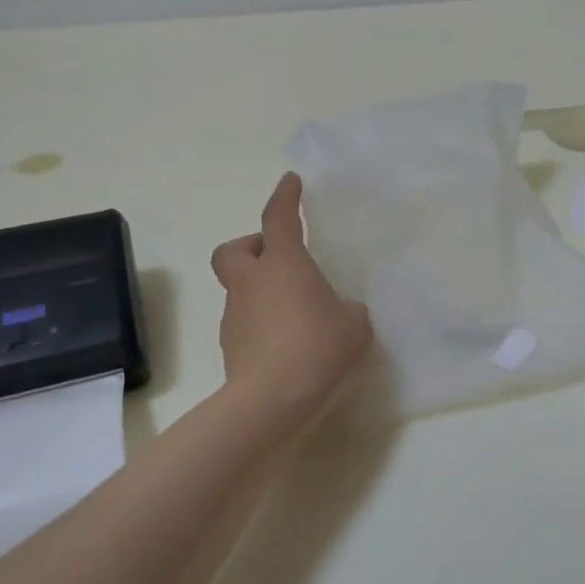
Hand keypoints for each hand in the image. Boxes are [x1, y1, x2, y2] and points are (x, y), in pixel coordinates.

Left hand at [212, 173, 372, 432]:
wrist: (270, 401)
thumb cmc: (317, 348)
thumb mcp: (354, 324)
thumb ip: (348, 309)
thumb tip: (339, 311)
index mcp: (283, 264)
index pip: (279, 217)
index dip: (285, 196)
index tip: (291, 182)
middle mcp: (251, 282)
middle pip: (233, 250)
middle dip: (252, 247)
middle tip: (278, 261)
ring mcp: (234, 316)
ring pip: (239, 289)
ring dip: (260, 291)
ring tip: (294, 315)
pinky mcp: (230, 347)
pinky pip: (244, 322)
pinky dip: (260, 323)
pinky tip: (285, 345)